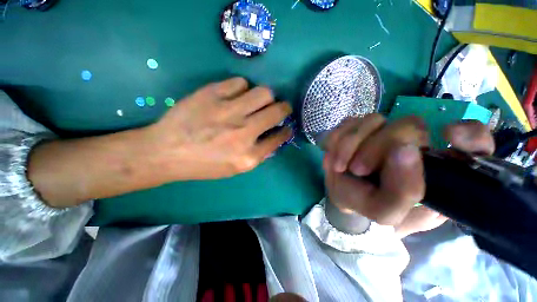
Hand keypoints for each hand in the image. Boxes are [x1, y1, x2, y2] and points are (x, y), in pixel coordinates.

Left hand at [146, 77, 291, 179]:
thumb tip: (273, 138)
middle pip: (277, 111)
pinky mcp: (213, 94)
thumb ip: (257, 154)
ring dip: (266, 97)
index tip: (287, 126)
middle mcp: (244, 133)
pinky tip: (236, 95)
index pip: (279, 138)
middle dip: (285, 108)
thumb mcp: (234, 168)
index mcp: (248, 156)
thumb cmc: (203, 164)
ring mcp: (229, 112)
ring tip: (258, 101)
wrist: (167, 151)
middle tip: (281, 107)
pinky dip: (243, 88)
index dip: (286, 131)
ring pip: (264, 92)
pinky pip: (240, 82)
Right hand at [324, 116, 494, 231]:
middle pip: (409, 124)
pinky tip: (334, 154)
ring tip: (340, 166)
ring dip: (350, 143)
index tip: (448, 137)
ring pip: (373, 119)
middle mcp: (415, 144)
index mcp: (436, 169)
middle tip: (358, 170)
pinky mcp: (360, 129)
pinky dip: (338, 139)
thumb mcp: (387, 213)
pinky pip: (348, 122)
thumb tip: (404, 150)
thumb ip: (403, 191)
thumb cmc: (370, 209)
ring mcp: (384, 132)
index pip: (474, 141)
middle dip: (377, 147)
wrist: (345, 198)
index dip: (468, 134)